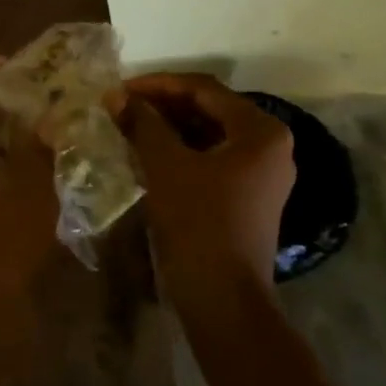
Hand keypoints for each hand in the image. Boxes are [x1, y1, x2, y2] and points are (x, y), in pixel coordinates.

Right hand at [122, 73, 294, 313]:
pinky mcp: (250, 197)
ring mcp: (262, 174)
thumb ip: (142, 123)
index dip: (158, 85)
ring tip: (131, 127)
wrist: (223, 300)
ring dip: (170, 127)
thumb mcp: (165, 165)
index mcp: (260, 131)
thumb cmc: (198, 222)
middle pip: (209, 109)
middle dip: (163, 105)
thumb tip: (115, 94)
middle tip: (123, 107)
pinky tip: (149, 153)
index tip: (120, 89)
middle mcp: (270, 146)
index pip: (203, 90)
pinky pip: (212, 158)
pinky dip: (181, 151)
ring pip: (209, 134)